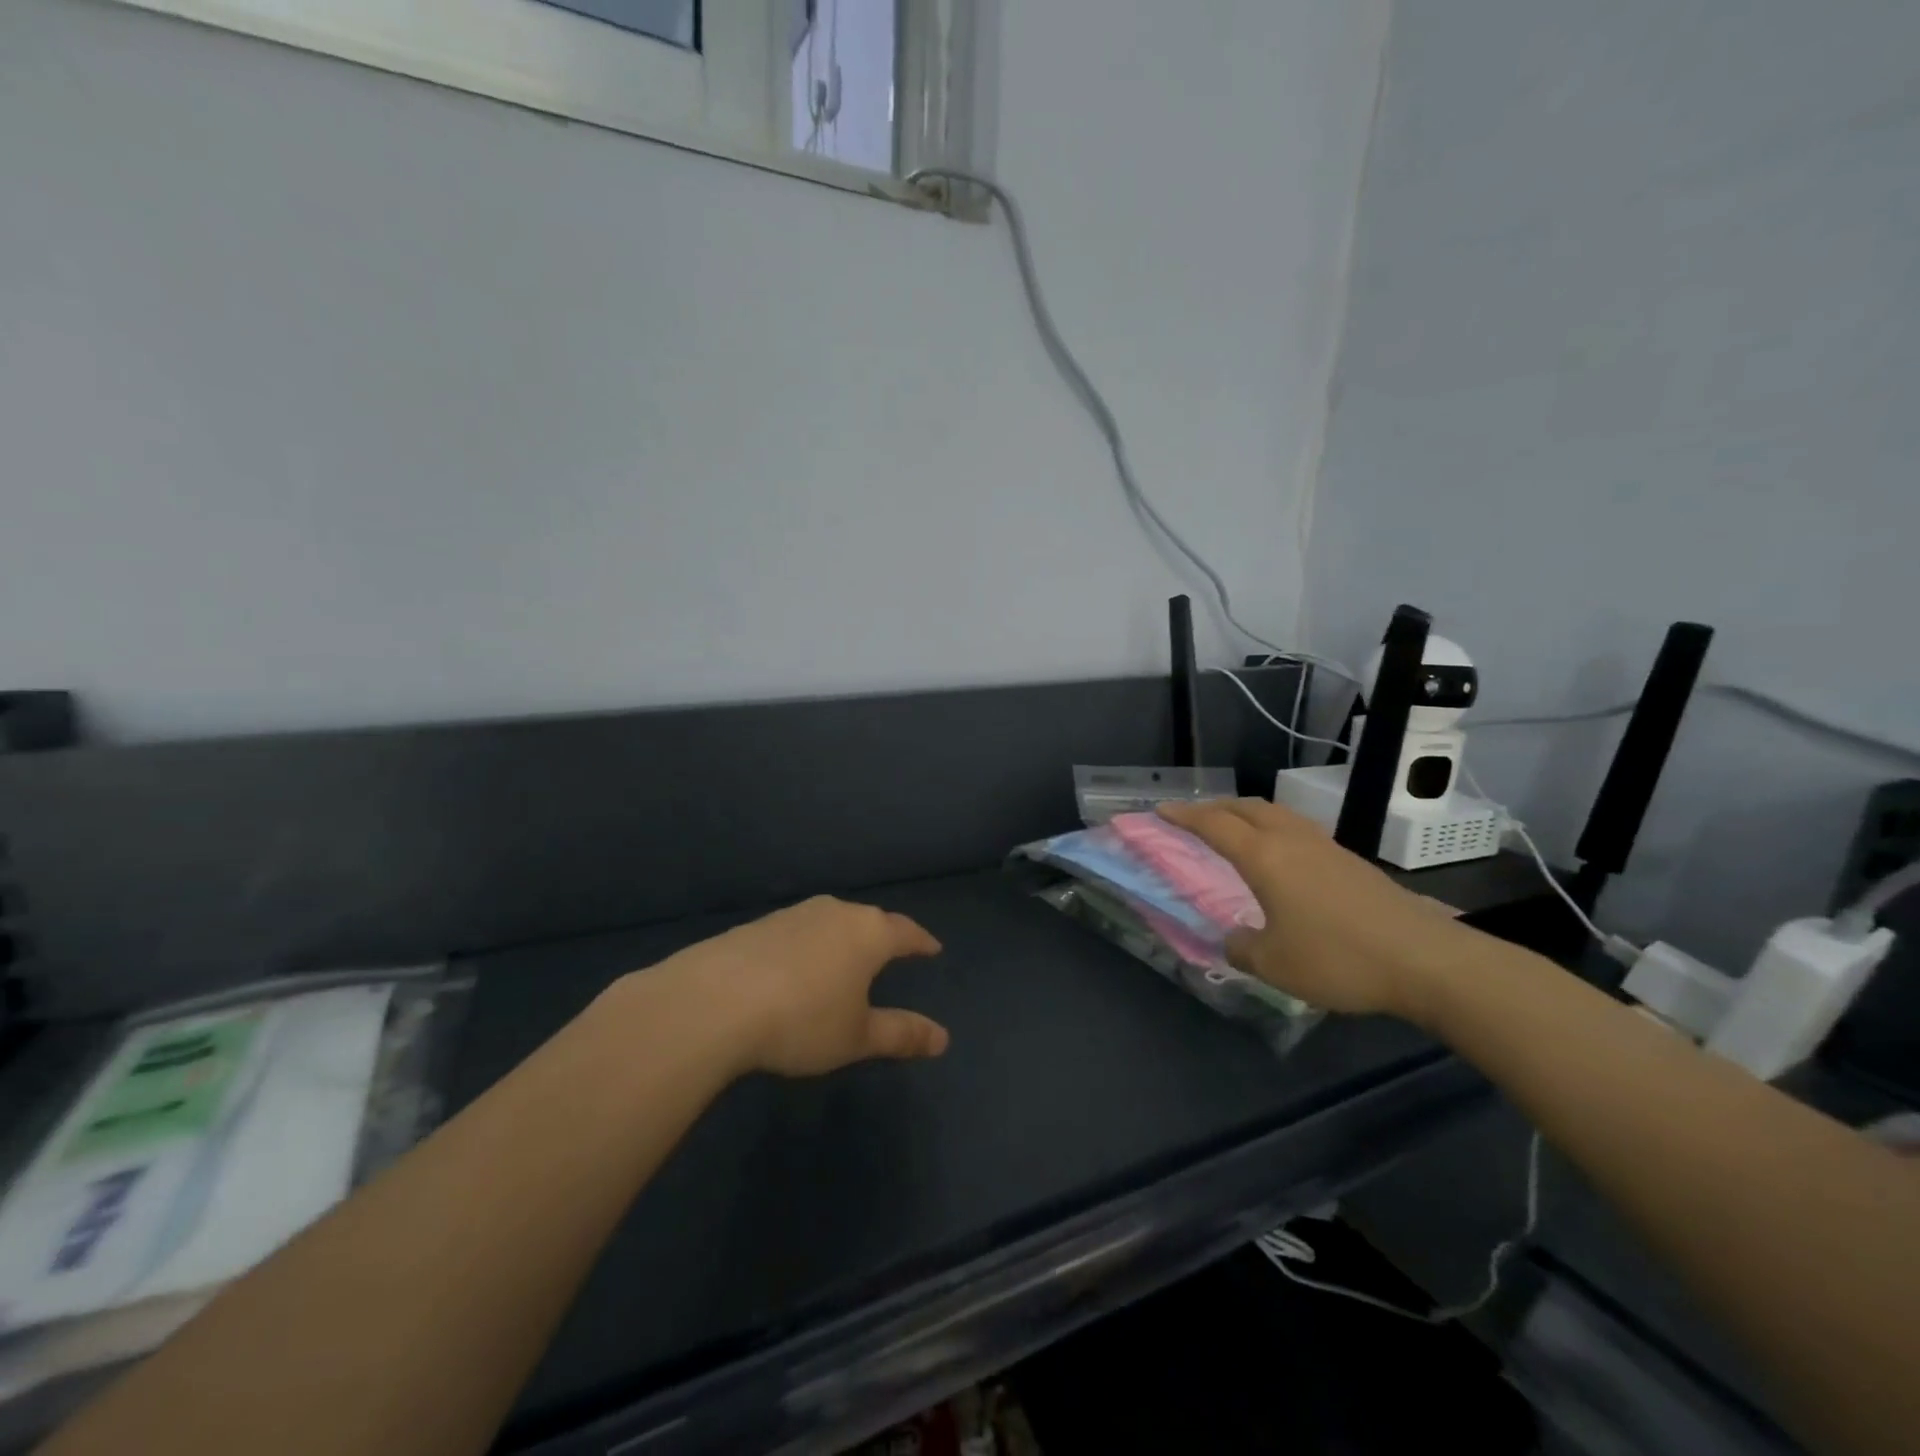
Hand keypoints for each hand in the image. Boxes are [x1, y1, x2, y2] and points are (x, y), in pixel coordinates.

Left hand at [649, 896, 948, 1076]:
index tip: (932, 948)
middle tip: (889, 954)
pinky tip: (794, 969)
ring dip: (840, 940)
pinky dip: (805, 947)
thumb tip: (944, 1038)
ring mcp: (794, 914)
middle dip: (881, 937)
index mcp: (868, 933)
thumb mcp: (857, 1037)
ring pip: (830, 922)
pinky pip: (796, 932)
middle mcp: (835, 912)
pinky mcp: (758, 924)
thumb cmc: (802, 1020)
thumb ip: (901, 1034)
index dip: (921, 941)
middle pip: (868, 921)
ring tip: (842, 960)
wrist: (714, 1001)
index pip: (906, 932)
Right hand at [1158, 798, 1469, 1021]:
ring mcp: (1325, 847)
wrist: (1425, 959)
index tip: (1160, 810)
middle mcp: (1291, 840)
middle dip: (1214, 807)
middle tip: (1192, 816)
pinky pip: (1297, 829)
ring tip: (1232, 828)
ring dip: (1245, 813)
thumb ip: (1241, 948)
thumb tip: (1232, 938)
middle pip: (1245, 807)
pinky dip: (1272, 828)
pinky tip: (1279, 855)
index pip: (1213, 825)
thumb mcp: (1274, 965)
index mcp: (1264, 857)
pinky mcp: (1350, 861)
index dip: (1183, 816)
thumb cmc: (1338, 957)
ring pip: (1275, 813)